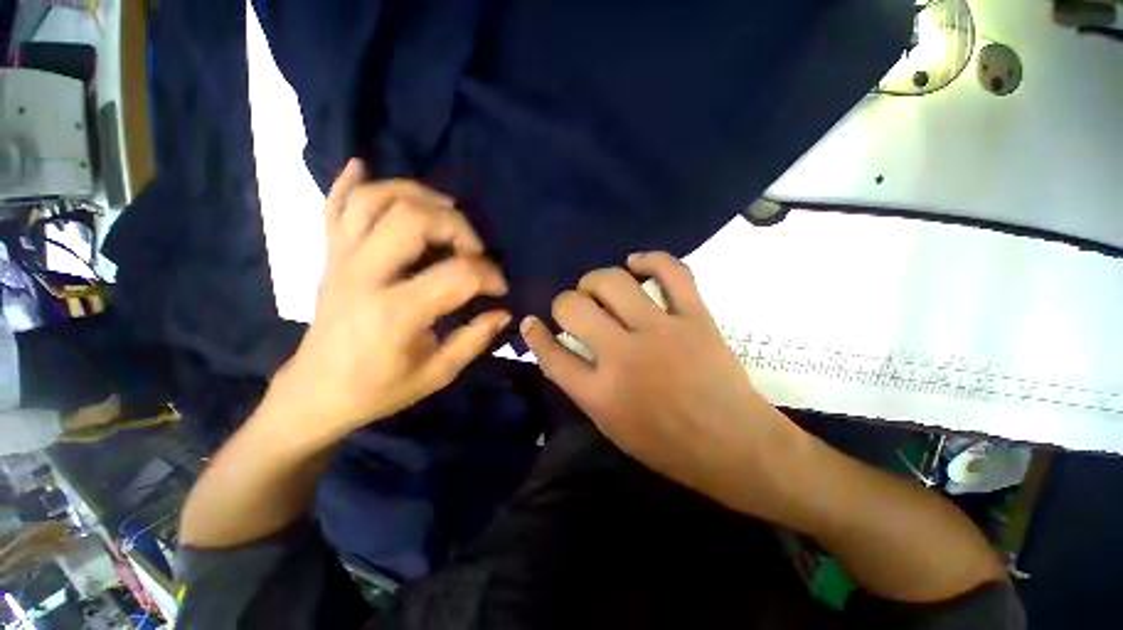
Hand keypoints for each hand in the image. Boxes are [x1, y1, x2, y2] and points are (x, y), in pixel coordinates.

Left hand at [271, 160, 510, 444]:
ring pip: (373, 199)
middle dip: (457, 226)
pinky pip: (334, 205)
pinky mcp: (329, 256)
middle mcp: (364, 276)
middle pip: (413, 218)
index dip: (490, 275)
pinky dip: (350, 182)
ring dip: (416, 194)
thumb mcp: (437, 374)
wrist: (315, 393)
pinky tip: (366, 168)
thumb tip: (503, 311)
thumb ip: (475, 339)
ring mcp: (340, 260)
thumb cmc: (378, 390)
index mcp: (395, 313)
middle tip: (474, 250)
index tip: (500, 289)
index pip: (458, 274)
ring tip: (445, 211)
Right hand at [520, 252, 800, 512]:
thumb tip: (560, 348)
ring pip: (612, 282)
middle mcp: (623, 357)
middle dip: (564, 303)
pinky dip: (650, 260)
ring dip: (595, 280)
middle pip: (573, 308)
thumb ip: (582, 386)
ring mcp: (661, 333)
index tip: (531, 322)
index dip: (535, 335)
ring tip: (597, 287)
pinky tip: (636, 263)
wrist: (734, 447)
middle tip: (574, 308)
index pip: (551, 354)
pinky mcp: (696, 318)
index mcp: (600, 394)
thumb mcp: (611, 427)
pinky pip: (671, 272)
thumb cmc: (668, 446)